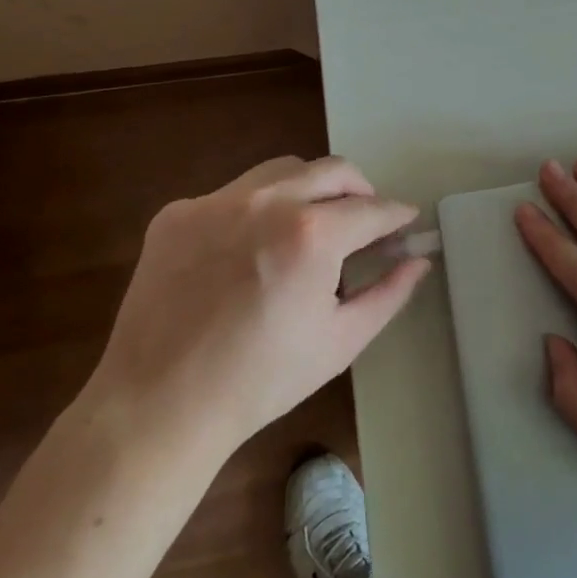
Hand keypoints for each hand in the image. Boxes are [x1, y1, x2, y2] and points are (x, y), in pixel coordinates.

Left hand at [88, 156, 428, 457]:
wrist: (157, 407)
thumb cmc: (261, 381)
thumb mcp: (340, 342)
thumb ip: (389, 293)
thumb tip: (418, 260)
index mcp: (312, 234)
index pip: (372, 208)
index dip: (397, 215)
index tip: (406, 221)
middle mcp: (267, 201)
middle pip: (333, 170)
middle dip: (360, 189)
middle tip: (365, 218)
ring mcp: (217, 201)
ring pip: (283, 170)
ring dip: (310, 188)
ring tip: (310, 225)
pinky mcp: (179, 212)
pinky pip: (233, 194)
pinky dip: (256, 210)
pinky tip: (249, 250)